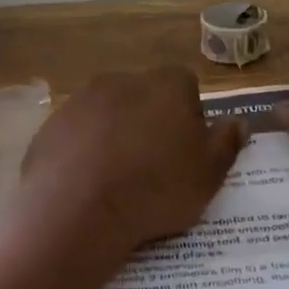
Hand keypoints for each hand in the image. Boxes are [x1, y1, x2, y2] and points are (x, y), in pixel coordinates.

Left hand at [20, 67, 246, 251]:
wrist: (78, 208)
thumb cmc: (155, 188)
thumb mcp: (208, 174)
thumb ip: (226, 142)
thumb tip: (237, 122)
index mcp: (166, 85)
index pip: (186, 85)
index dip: (189, 116)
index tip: (185, 151)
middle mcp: (122, 80)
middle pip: (145, 96)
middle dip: (149, 122)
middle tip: (152, 167)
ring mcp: (81, 100)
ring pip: (107, 113)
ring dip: (114, 135)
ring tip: (116, 179)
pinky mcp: (51, 125)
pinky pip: (77, 134)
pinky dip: (83, 151)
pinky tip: (86, 184)